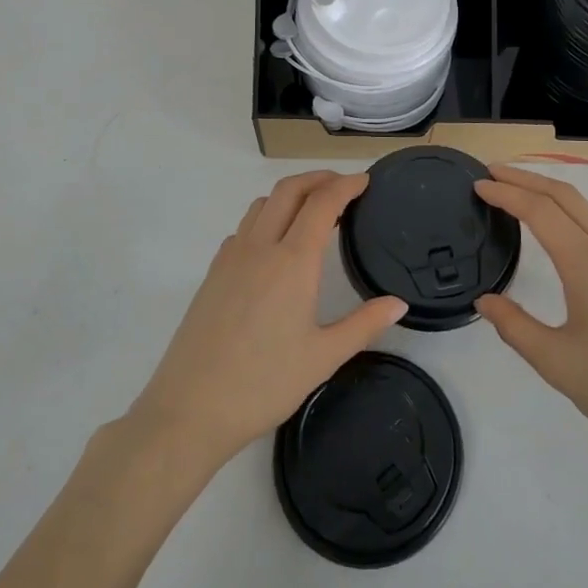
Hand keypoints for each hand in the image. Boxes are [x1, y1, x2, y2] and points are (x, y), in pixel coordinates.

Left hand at [130, 171, 406, 466]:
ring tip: (312, 210)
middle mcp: (260, 248)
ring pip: (262, 205)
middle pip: (289, 190)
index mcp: (292, 262)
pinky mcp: (212, 273)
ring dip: (290, 194)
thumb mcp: (323, 357)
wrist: (189, 409)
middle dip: (318, 178)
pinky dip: (266, 218)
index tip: (365, 180)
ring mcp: (231, 258)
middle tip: (343, 185)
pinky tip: (273, 245)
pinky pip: (243, 228)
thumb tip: (398, 304)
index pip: (322, 203)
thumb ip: (364, 325)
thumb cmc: (264, 383)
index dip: (346, 185)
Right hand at [474, 165, 587, 478]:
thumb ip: (514, 327)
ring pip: (586, 210)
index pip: (541, 211)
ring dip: (549, 194)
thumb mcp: (557, 363)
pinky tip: (556, 232)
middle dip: (526, 178)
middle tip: (491, 173)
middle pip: (566, 195)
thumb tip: (485, 301)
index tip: (478, 184)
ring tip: (517, 195)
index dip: (506, 192)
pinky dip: (569, 214)